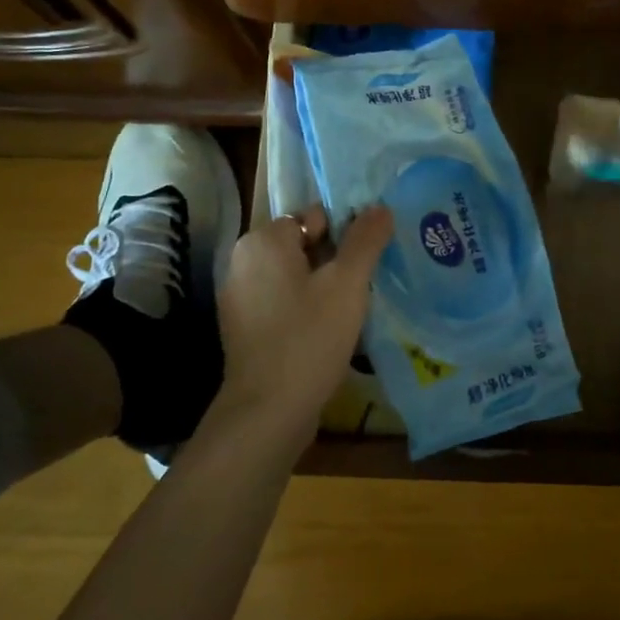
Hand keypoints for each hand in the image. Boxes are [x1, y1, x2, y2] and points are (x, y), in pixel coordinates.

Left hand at [214, 203, 392, 433]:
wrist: (268, 412)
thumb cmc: (309, 337)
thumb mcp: (347, 283)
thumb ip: (365, 239)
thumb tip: (380, 207)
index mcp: (263, 240)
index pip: (315, 217)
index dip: (346, 235)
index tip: (368, 263)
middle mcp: (243, 261)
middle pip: (304, 245)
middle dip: (336, 262)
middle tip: (364, 286)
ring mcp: (239, 296)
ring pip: (295, 276)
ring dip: (323, 287)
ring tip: (351, 310)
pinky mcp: (243, 328)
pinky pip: (283, 303)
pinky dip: (305, 310)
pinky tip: (327, 332)